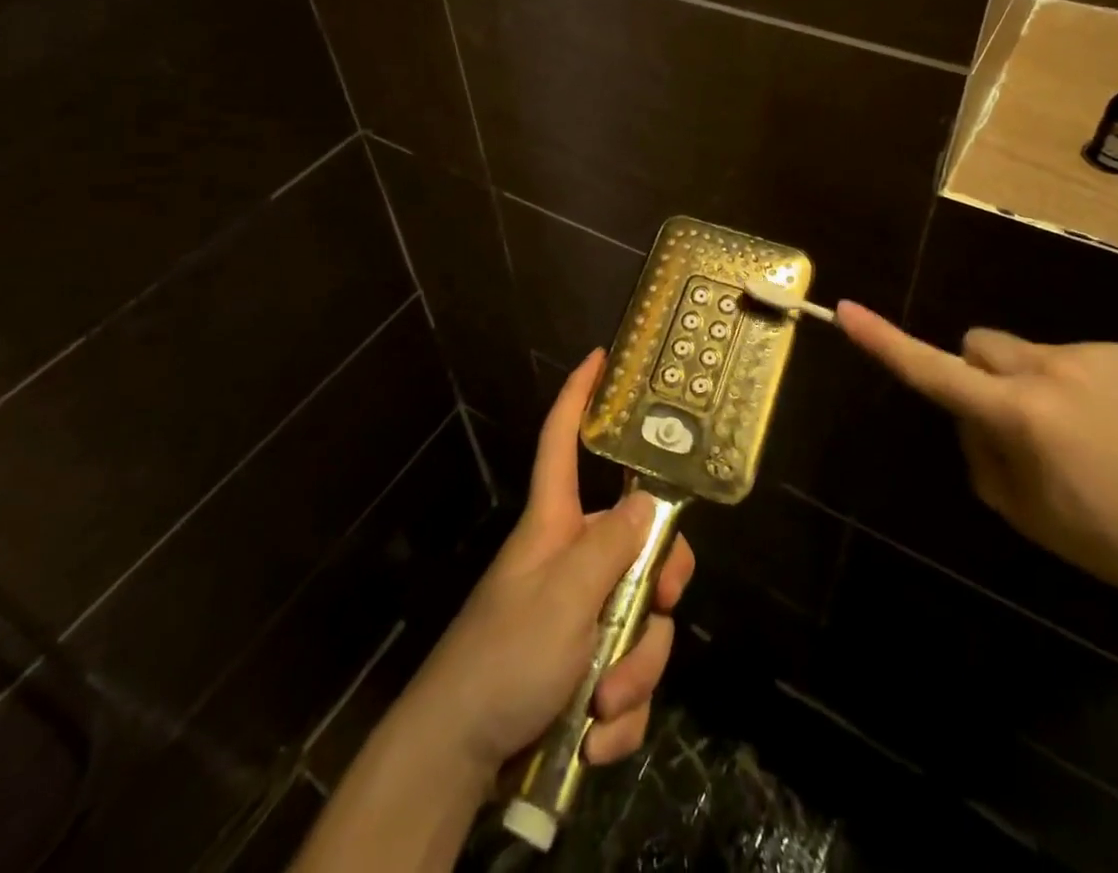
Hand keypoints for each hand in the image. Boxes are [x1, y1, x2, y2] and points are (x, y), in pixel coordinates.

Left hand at [399, 349, 695, 783]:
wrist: (459, 759)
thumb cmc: (503, 658)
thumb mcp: (563, 598)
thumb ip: (611, 547)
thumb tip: (649, 500)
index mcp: (556, 525)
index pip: (562, 442)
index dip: (579, 396)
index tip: (599, 357)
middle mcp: (574, 560)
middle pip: (641, 542)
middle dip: (657, 591)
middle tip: (659, 609)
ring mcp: (582, 616)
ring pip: (643, 621)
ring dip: (634, 672)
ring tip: (601, 705)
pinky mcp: (586, 670)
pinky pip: (629, 679)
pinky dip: (620, 716)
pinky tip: (594, 739)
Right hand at [837, 302, 1117, 593]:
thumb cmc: (1093, 532)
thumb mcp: (1009, 502)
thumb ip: (974, 441)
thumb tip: (969, 405)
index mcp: (1018, 415)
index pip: (933, 370)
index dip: (885, 341)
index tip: (847, 310)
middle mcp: (1047, 370)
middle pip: (975, 345)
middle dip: (977, 374)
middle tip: (1010, 424)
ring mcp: (1085, 355)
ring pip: (1015, 350)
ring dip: (1020, 378)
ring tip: (1066, 428)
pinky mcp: (1114, 351)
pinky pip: (1058, 354)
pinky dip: (1060, 380)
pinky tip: (1097, 420)